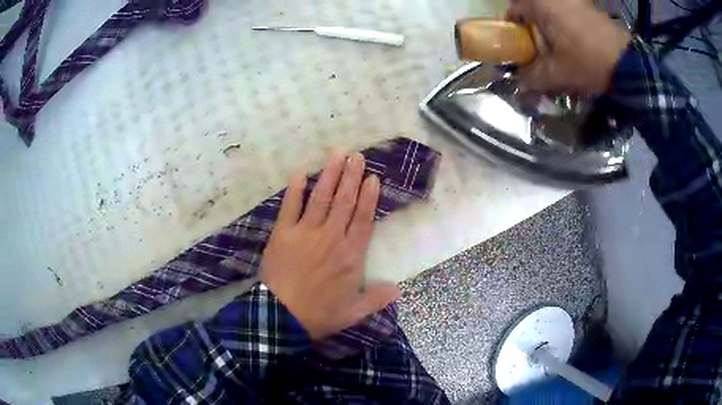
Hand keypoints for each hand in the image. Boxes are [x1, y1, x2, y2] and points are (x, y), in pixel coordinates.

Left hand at [260, 152, 401, 339]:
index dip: (368, 197)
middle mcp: (331, 238)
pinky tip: (300, 174)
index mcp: (350, 256)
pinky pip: (290, 207)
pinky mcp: (283, 234)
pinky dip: (295, 190)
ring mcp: (306, 233)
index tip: (372, 178)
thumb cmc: (319, 314)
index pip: (363, 220)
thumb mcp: (353, 313)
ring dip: (330, 175)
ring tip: (337, 155)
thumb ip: (376, 299)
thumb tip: (398, 289)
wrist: (281, 317)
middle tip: (357, 156)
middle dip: (351, 177)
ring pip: (322, 199)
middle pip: (344, 202)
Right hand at [508, 0, 630, 94]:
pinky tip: (575, 43)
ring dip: (550, 26)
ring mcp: (574, 0)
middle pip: (533, 9)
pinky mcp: (589, 7)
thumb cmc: (586, 62)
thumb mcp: (555, 74)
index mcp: (540, 4)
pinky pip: (569, 12)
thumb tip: (518, 81)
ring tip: (558, 47)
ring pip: (552, 10)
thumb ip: (530, 76)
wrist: (627, 64)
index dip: (512, 28)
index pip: (513, 9)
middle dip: (533, 27)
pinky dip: (567, 25)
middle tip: (538, 48)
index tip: (518, 44)